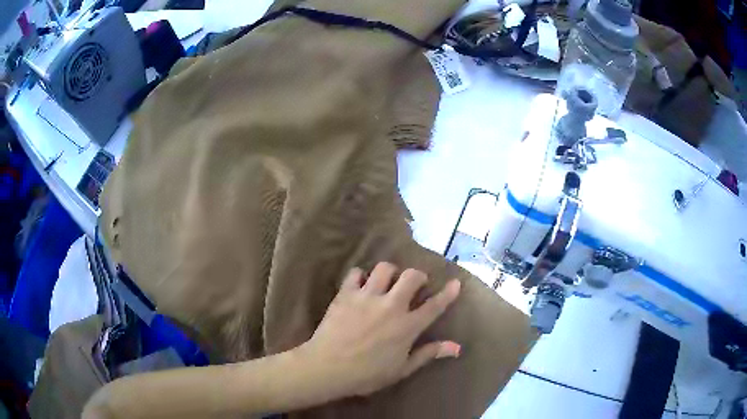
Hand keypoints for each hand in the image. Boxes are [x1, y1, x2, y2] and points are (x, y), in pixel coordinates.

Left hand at [299, 262, 461, 398]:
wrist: (327, 368)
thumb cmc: (366, 375)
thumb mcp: (402, 370)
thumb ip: (428, 354)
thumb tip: (457, 347)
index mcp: (407, 326)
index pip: (434, 306)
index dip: (448, 293)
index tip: (456, 283)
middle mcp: (391, 306)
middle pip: (412, 276)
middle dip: (418, 277)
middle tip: (414, 286)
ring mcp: (367, 297)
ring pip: (385, 268)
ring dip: (390, 273)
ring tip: (387, 283)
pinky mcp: (346, 293)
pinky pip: (356, 272)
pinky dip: (360, 276)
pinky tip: (360, 286)